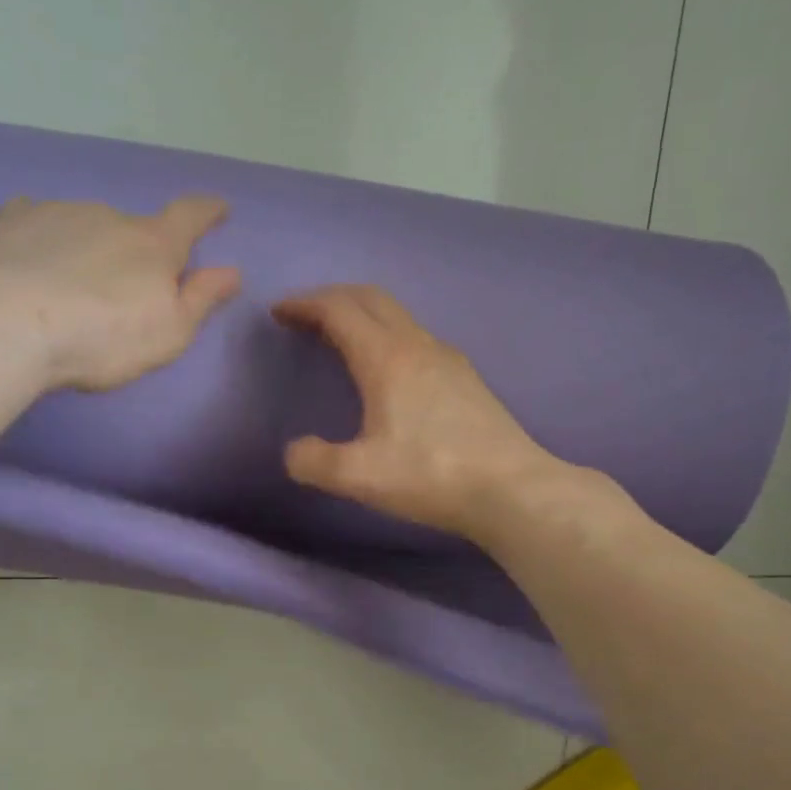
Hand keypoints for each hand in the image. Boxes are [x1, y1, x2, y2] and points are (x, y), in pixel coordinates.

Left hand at [0, 195, 240, 390]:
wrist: (9, 323)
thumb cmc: (103, 336)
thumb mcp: (169, 332)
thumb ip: (201, 299)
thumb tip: (231, 271)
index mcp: (153, 245)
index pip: (190, 217)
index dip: (208, 212)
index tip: (218, 209)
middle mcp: (110, 216)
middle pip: (133, 228)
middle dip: (134, 251)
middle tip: (122, 289)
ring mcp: (59, 212)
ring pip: (85, 225)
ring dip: (88, 246)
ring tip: (70, 286)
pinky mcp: (12, 221)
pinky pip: (37, 219)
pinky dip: (44, 235)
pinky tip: (32, 255)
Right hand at [274, 285, 614, 544]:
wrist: (512, 490)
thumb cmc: (431, 476)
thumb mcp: (359, 476)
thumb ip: (314, 461)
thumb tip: (294, 452)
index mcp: (387, 359)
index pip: (339, 310)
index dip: (305, 304)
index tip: (278, 311)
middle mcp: (418, 345)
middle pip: (371, 298)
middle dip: (332, 298)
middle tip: (303, 316)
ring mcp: (448, 359)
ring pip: (397, 316)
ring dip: (362, 316)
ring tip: (338, 339)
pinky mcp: (465, 379)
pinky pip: (416, 337)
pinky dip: (386, 335)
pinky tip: (386, 370)